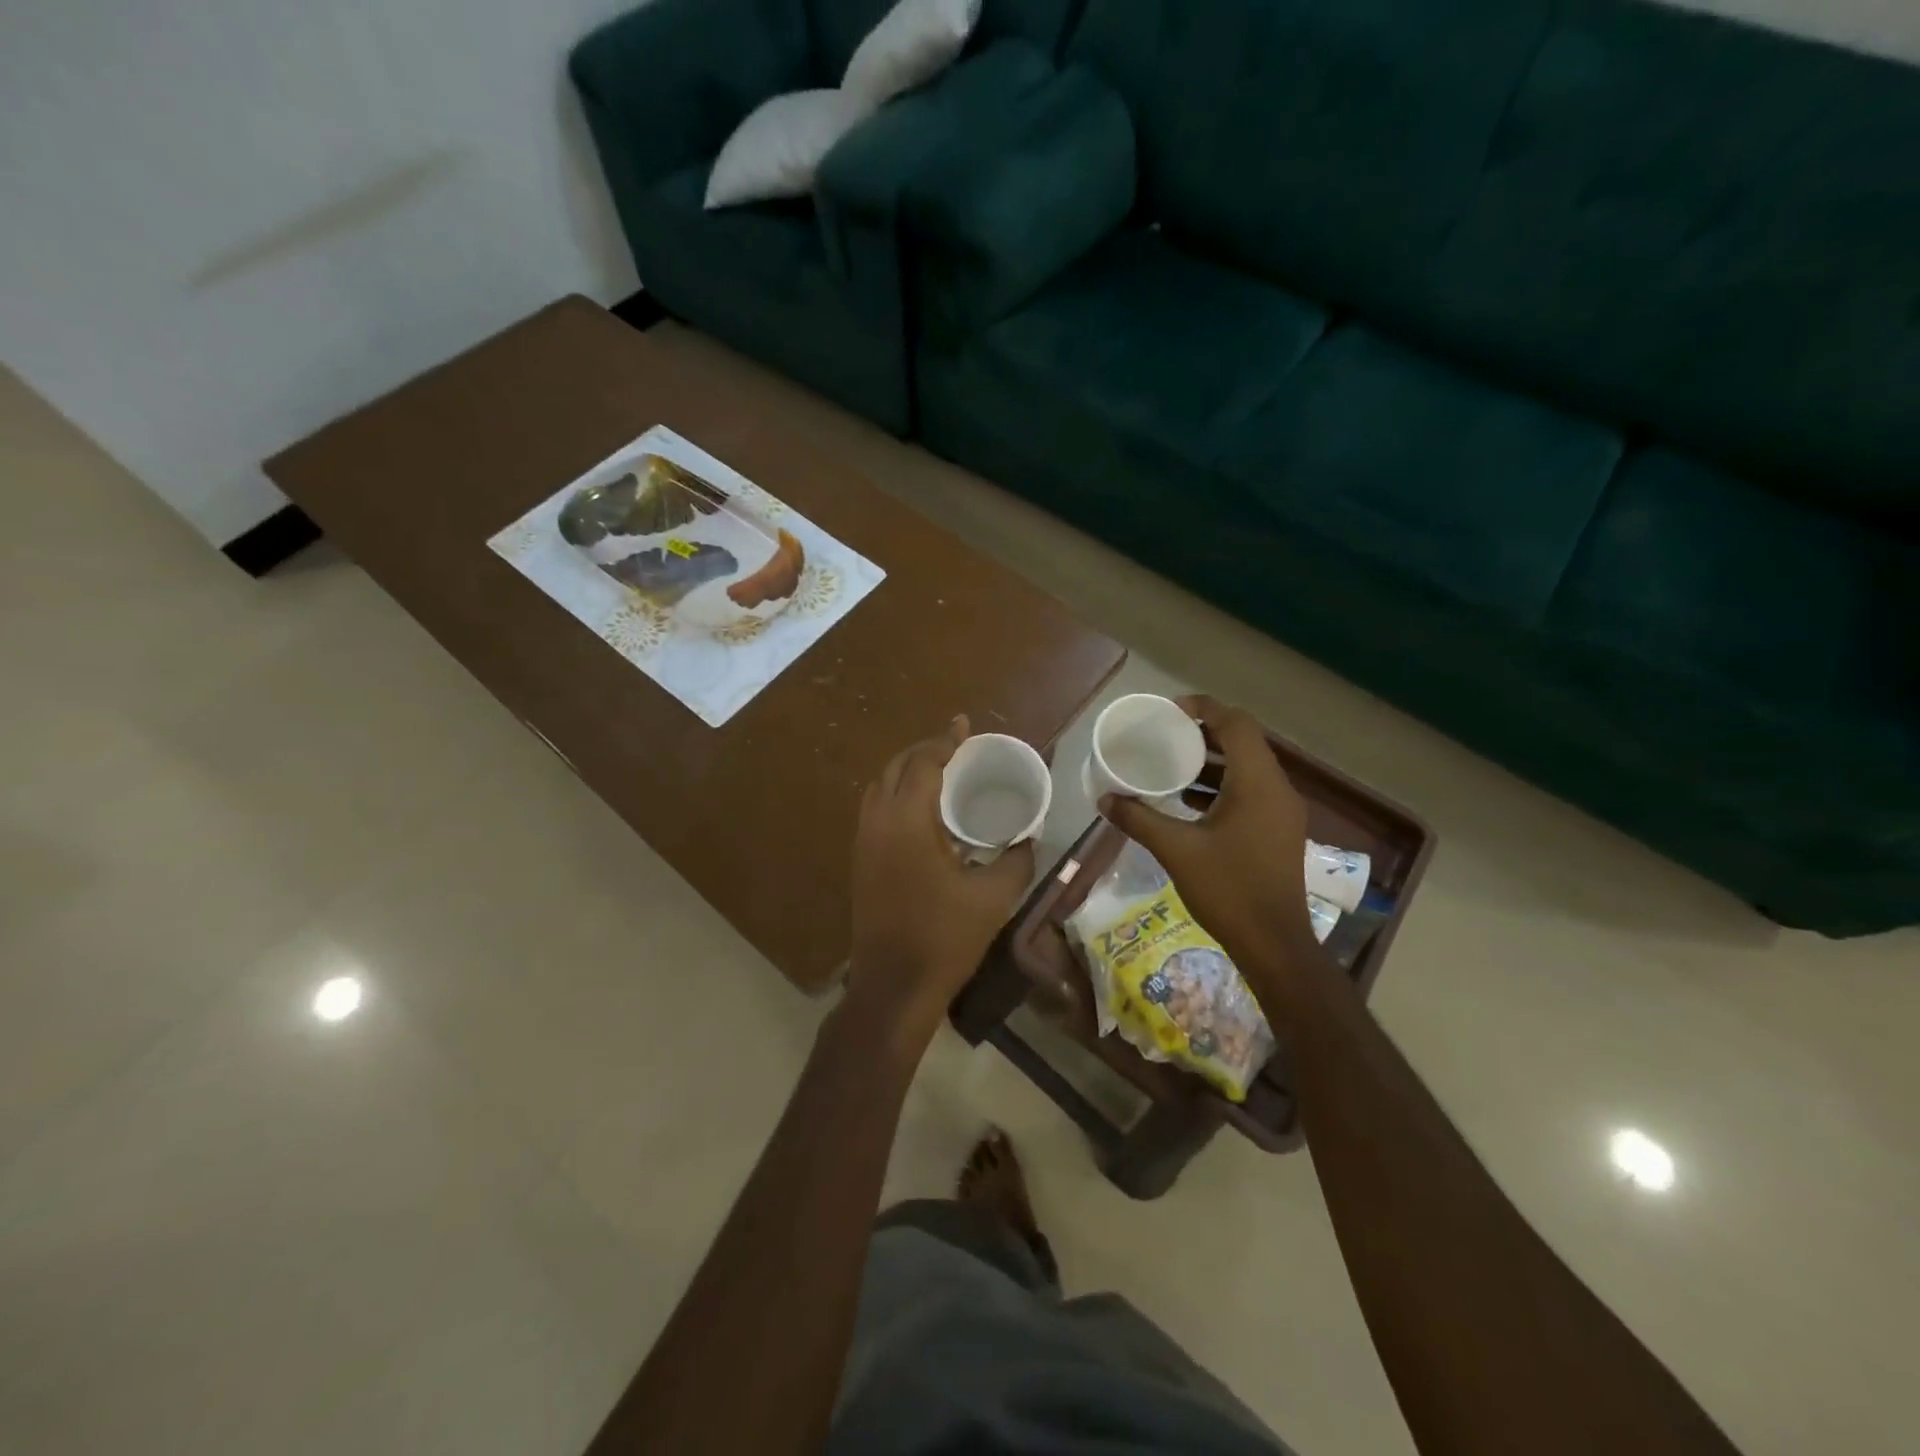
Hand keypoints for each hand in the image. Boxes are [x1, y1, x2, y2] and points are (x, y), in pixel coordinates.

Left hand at [846, 716, 1034, 1051]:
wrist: (893, 987)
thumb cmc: (944, 939)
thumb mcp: (993, 897)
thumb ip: (1016, 859)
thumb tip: (1029, 837)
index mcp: (907, 822)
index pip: (922, 764)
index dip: (944, 741)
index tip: (963, 725)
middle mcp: (877, 823)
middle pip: (894, 768)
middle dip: (923, 751)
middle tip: (954, 746)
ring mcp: (863, 844)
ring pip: (879, 789)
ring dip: (906, 772)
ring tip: (939, 771)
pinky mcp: (860, 863)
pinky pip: (875, 811)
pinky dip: (896, 795)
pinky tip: (922, 811)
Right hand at [1100, 695, 1320, 975]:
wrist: (1274, 945)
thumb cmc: (1228, 890)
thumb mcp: (1176, 850)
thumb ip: (1139, 819)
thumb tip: (1104, 799)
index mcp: (1258, 784)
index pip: (1236, 724)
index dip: (1204, 709)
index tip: (1169, 711)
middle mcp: (1277, 789)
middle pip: (1243, 742)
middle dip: (1204, 733)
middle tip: (1165, 735)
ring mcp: (1282, 812)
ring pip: (1247, 768)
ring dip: (1212, 762)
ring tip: (1171, 765)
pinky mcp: (1278, 831)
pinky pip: (1250, 791)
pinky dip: (1221, 786)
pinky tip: (1189, 803)